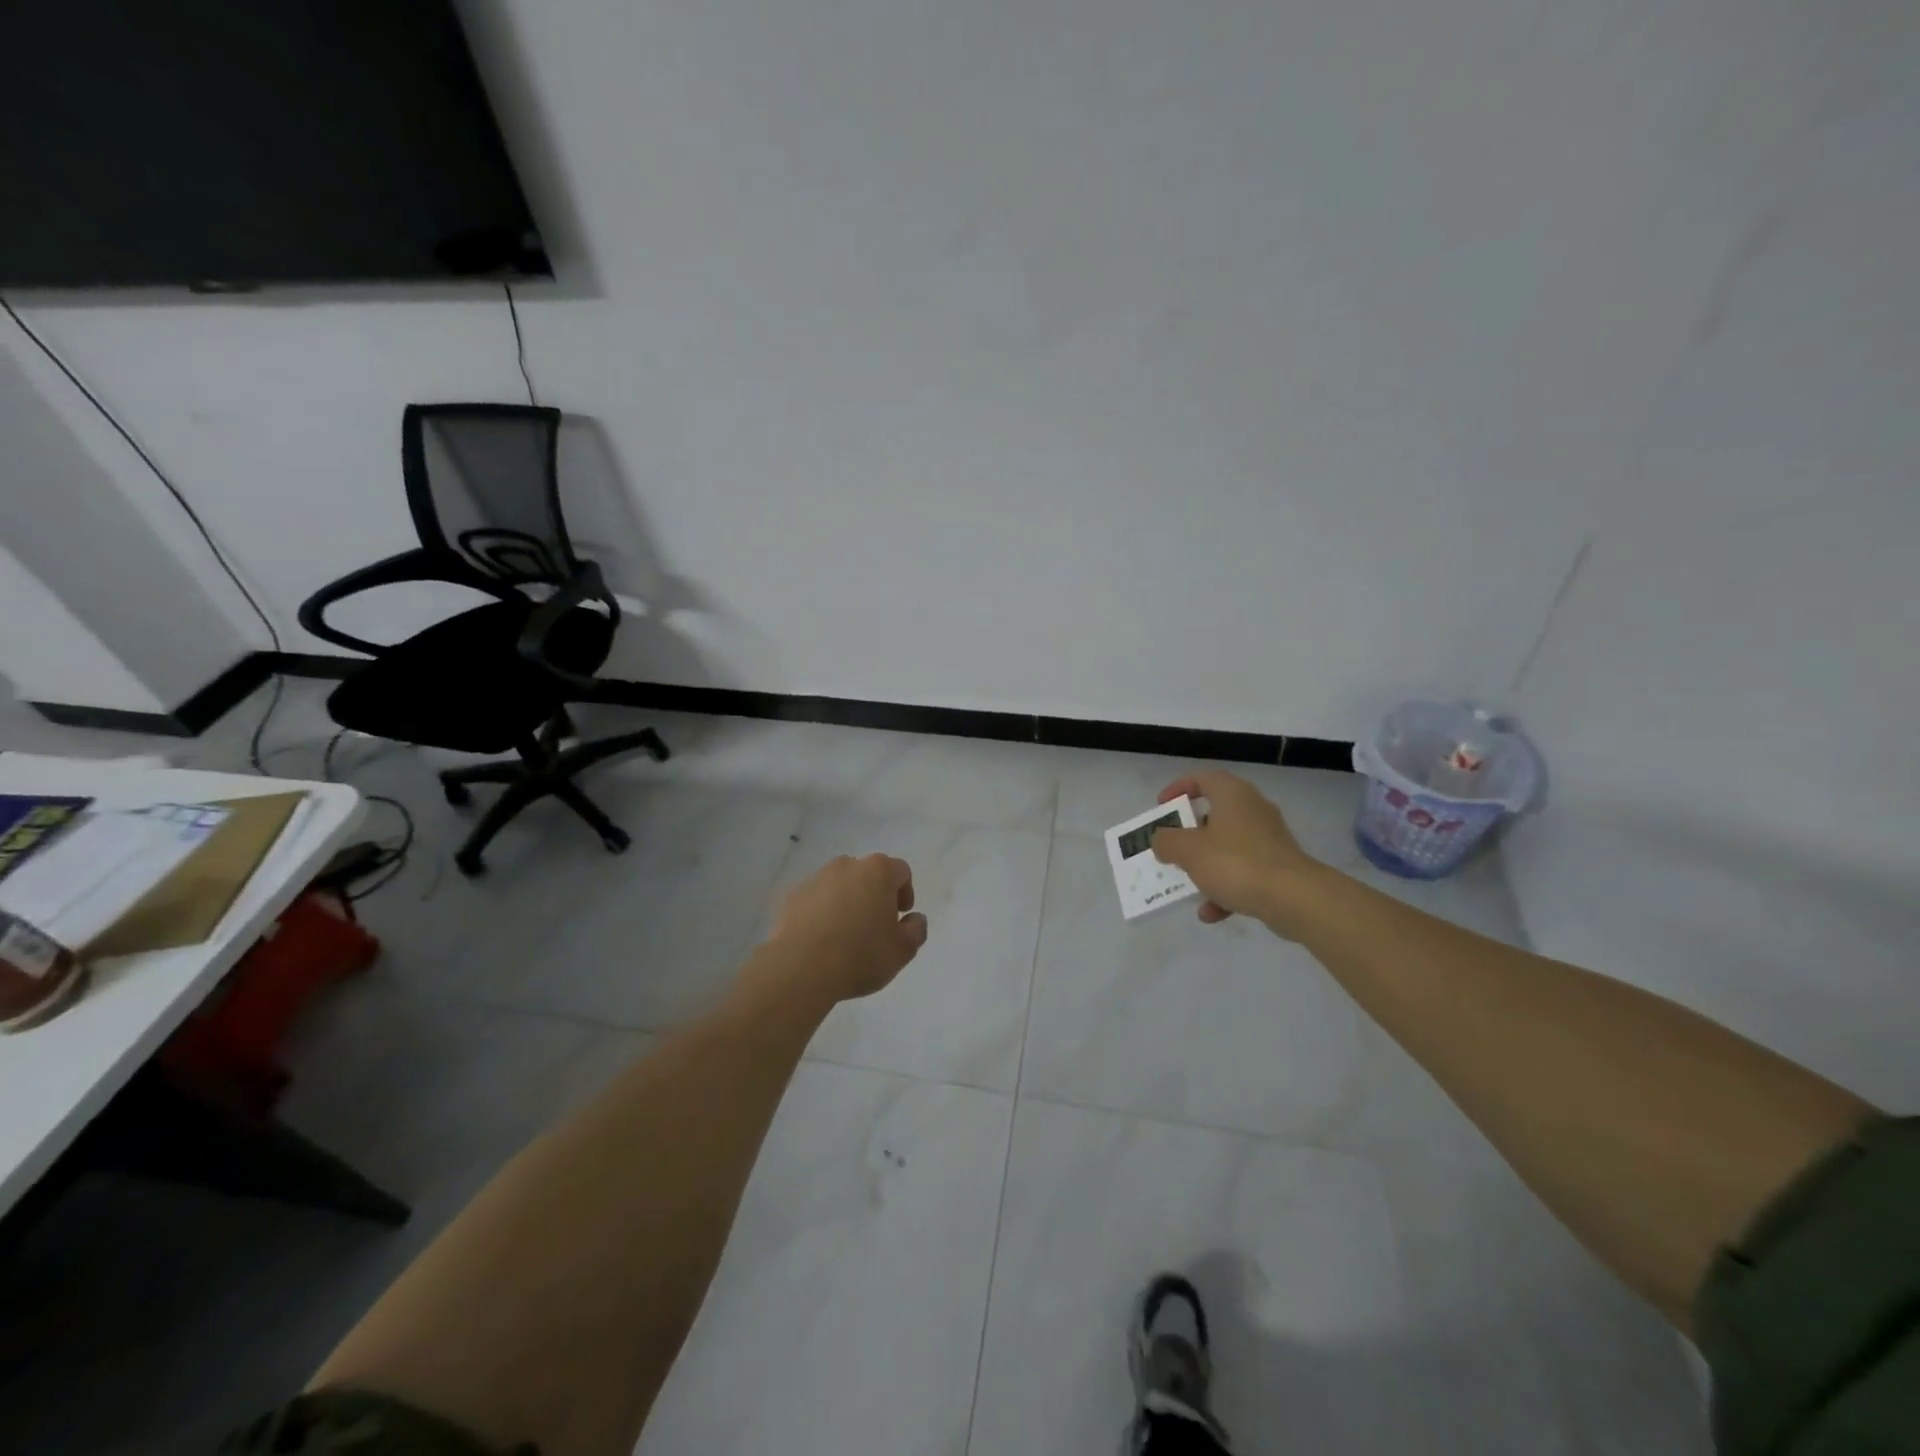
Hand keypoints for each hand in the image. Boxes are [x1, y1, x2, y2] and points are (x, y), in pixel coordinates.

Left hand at [765, 854, 928, 1003]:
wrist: (800, 968)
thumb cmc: (860, 955)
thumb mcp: (902, 950)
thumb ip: (916, 930)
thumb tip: (914, 919)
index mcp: (878, 871)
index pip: (900, 872)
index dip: (905, 893)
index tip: (900, 917)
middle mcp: (846, 866)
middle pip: (868, 875)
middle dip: (875, 895)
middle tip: (875, 926)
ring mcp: (816, 879)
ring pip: (840, 886)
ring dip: (847, 902)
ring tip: (845, 935)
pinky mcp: (792, 896)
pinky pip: (815, 900)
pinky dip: (822, 912)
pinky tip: (821, 940)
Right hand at [1150, 771, 1322, 931]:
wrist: (1294, 898)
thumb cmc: (1235, 863)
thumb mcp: (1187, 850)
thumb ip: (1166, 841)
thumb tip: (1162, 840)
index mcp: (1232, 795)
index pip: (1203, 778)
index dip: (1179, 788)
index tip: (1162, 807)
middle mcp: (1253, 810)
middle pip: (1215, 814)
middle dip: (1190, 834)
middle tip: (1172, 846)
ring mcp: (1269, 840)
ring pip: (1228, 847)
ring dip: (1206, 865)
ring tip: (1187, 885)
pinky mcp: (1279, 868)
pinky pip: (1244, 872)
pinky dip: (1225, 889)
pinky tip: (1210, 913)